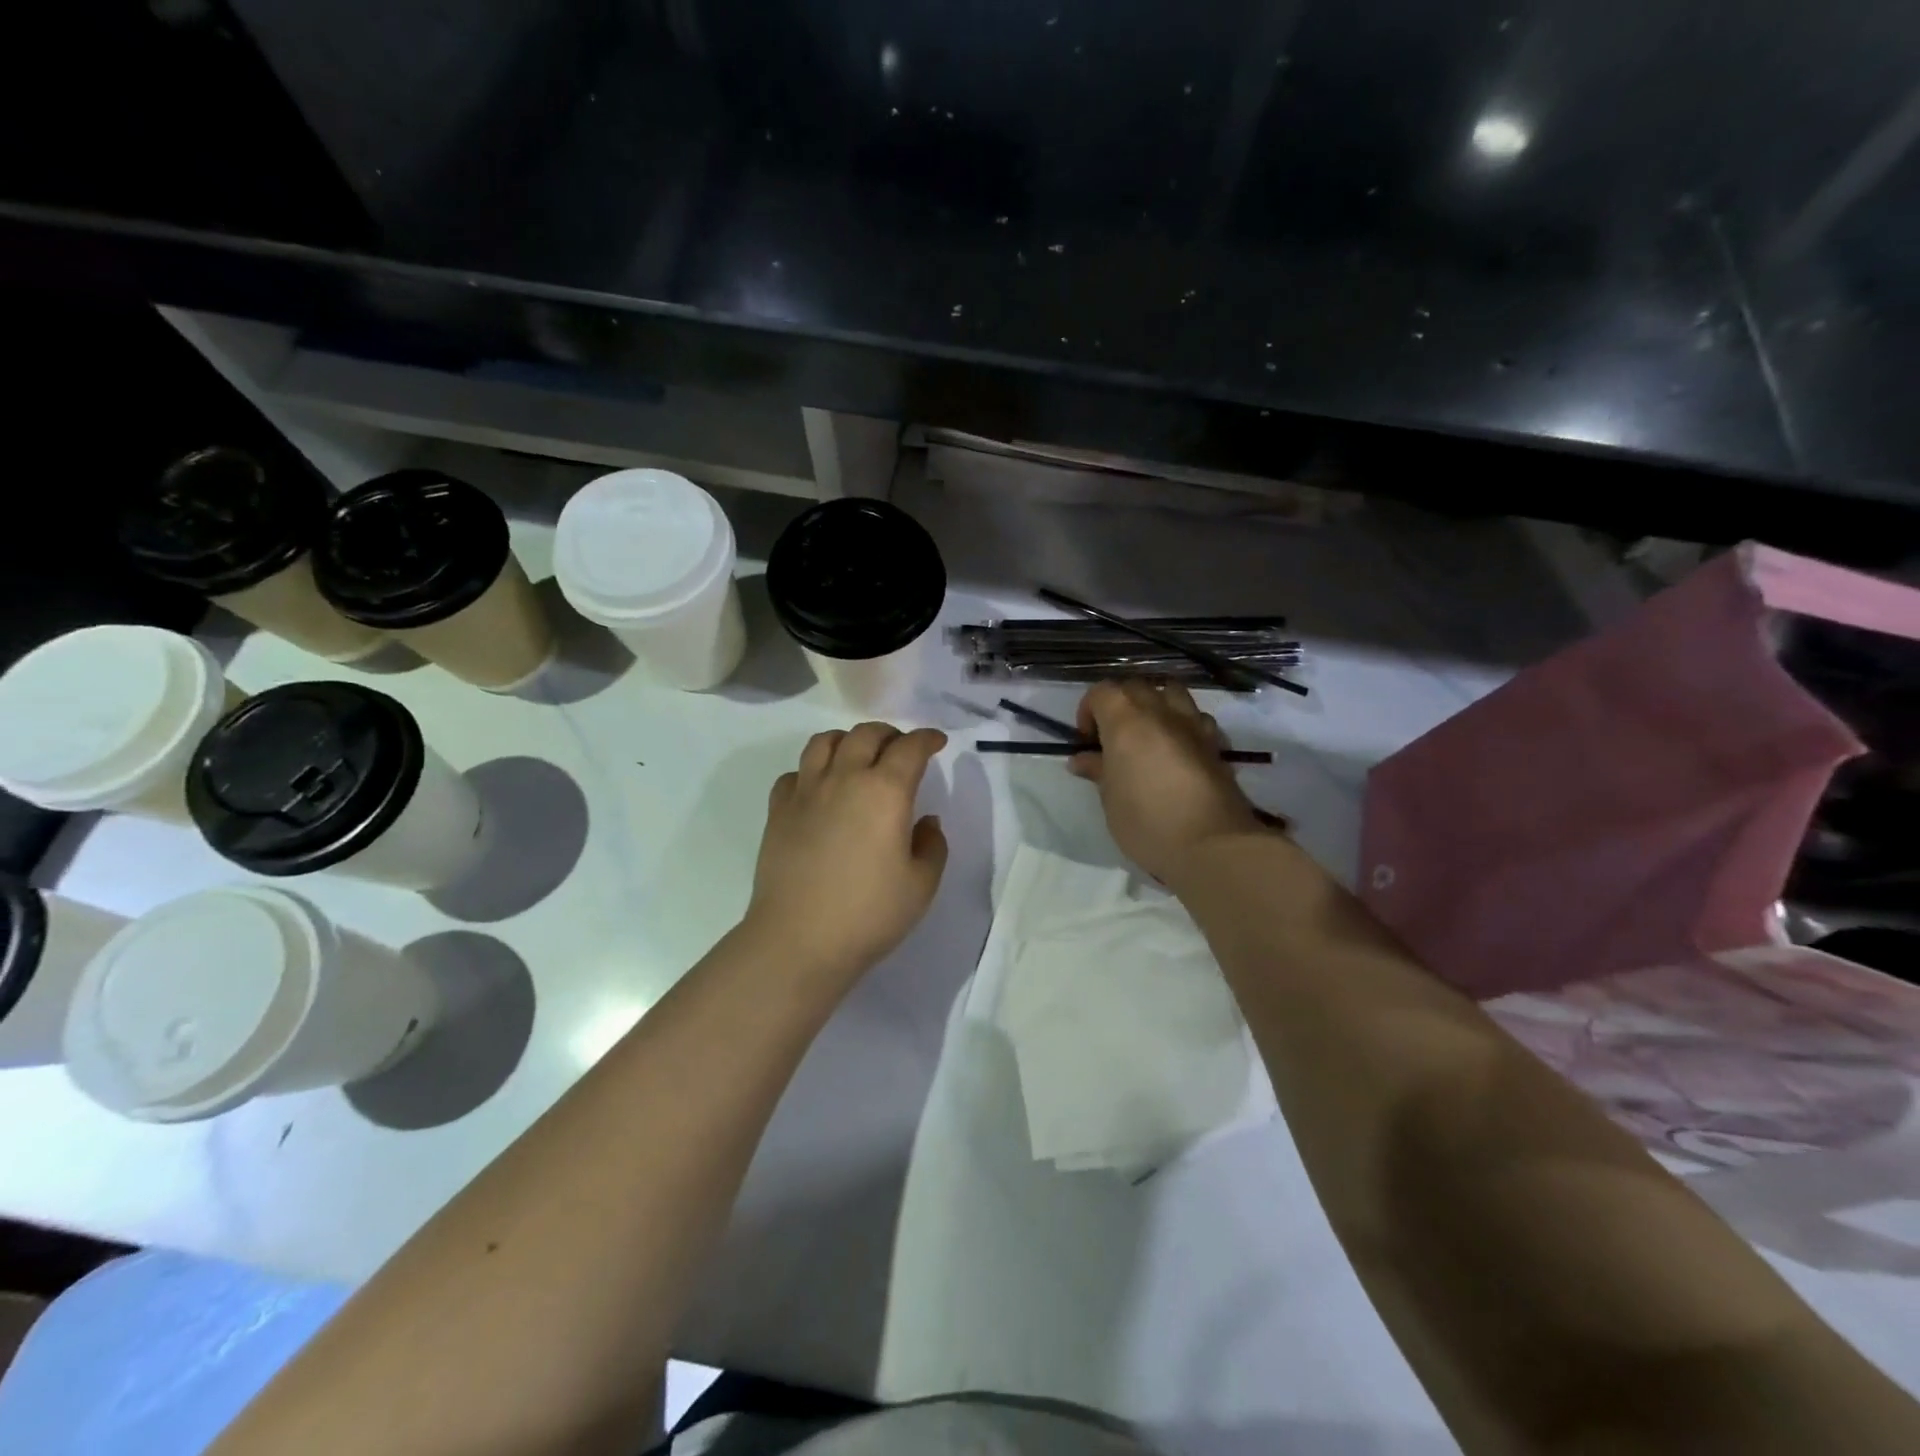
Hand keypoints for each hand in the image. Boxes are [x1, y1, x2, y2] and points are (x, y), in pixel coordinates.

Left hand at [746, 723, 949, 982]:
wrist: (798, 940)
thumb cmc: (869, 914)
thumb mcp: (921, 885)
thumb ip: (932, 846)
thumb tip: (924, 821)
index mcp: (885, 792)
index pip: (910, 748)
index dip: (927, 739)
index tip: (936, 742)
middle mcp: (844, 778)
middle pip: (866, 734)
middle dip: (890, 734)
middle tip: (901, 749)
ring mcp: (806, 792)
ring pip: (824, 742)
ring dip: (848, 741)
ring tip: (858, 757)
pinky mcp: (778, 811)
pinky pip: (795, 773)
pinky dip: (812, 771)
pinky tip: (820, 790)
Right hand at [1068, 680, 1269, 882]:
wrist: (1212, 845)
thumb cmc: (1147, 823)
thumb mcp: (1110, 800)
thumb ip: (1098, 770)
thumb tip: (1083, 759)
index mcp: (1127, 721)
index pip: (1102, 692)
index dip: (1088, 711)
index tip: (1086, 741)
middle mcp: (1161, 713)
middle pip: (1136, 686)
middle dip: (1120, 705)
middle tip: (1113, 739)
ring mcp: (1194, 725)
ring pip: (1171, 693)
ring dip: (1155, 705)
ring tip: (1148, 736)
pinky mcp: (1216, 744)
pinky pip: (1196, 718)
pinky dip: (1182, 724)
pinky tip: (1177, 751)